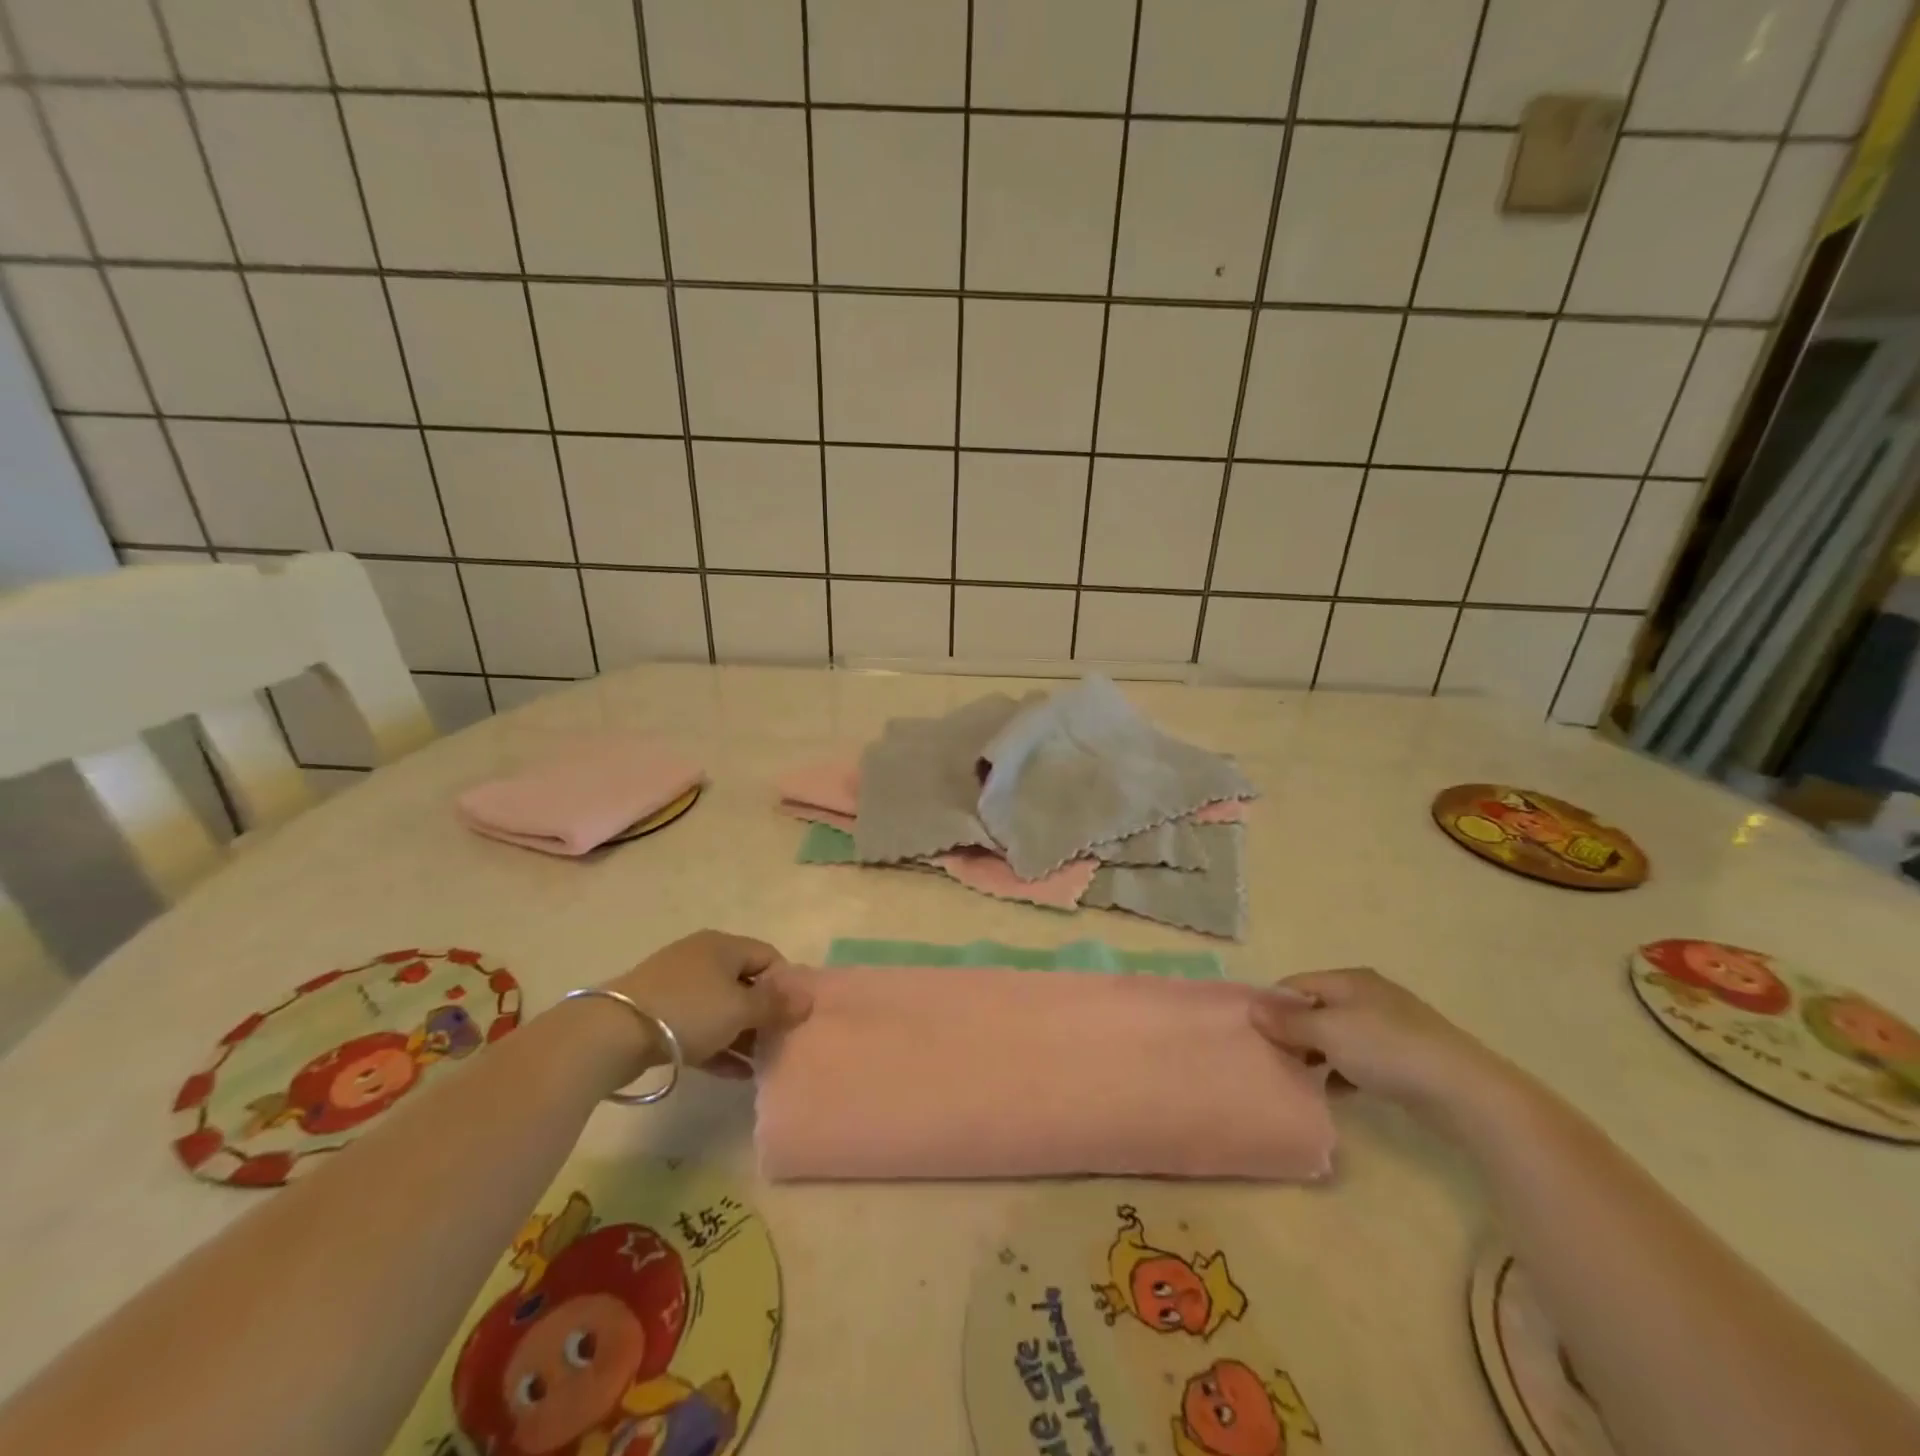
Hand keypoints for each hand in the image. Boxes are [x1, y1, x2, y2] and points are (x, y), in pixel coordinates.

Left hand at [605, 931, 811, 1079]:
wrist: (611, 1034)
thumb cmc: (688, 1011)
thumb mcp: (739, 1009)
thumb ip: (775, 1005)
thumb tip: (809, 998)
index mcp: (723, 946)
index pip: (768, 956)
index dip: (786, 984)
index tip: (795, 1015)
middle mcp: (701, 958)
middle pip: (744, 982)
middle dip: (764, 1013)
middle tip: (780, 1041)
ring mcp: (676, 986)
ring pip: (721, 1008)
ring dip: (742, 1034)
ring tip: (762, 1063)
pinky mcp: (657, 1015)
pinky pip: (699, 1027)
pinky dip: (718, 1045)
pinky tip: (737, 1074)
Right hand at [1248, 967, 1520, 1118]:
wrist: (1465, 1091)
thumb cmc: (1387, 1050)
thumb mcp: (1329, 1031)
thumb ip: (1288, 1021)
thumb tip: (1252, 1008)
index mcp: (1349, 980)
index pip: (1296, 984)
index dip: (1272, 1005)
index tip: (1254, 1033)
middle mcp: (1368, 996)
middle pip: (1317, 1009)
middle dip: (1293, 1032)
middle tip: (1273, 1058)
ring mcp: (1390, 1027)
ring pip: (1338, 1036)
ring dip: (1317, 1055)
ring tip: (1299, 1078)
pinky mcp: (1405, 1058)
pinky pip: (1360, 1059)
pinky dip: (1343, 1072)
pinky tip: (1334, 1092)